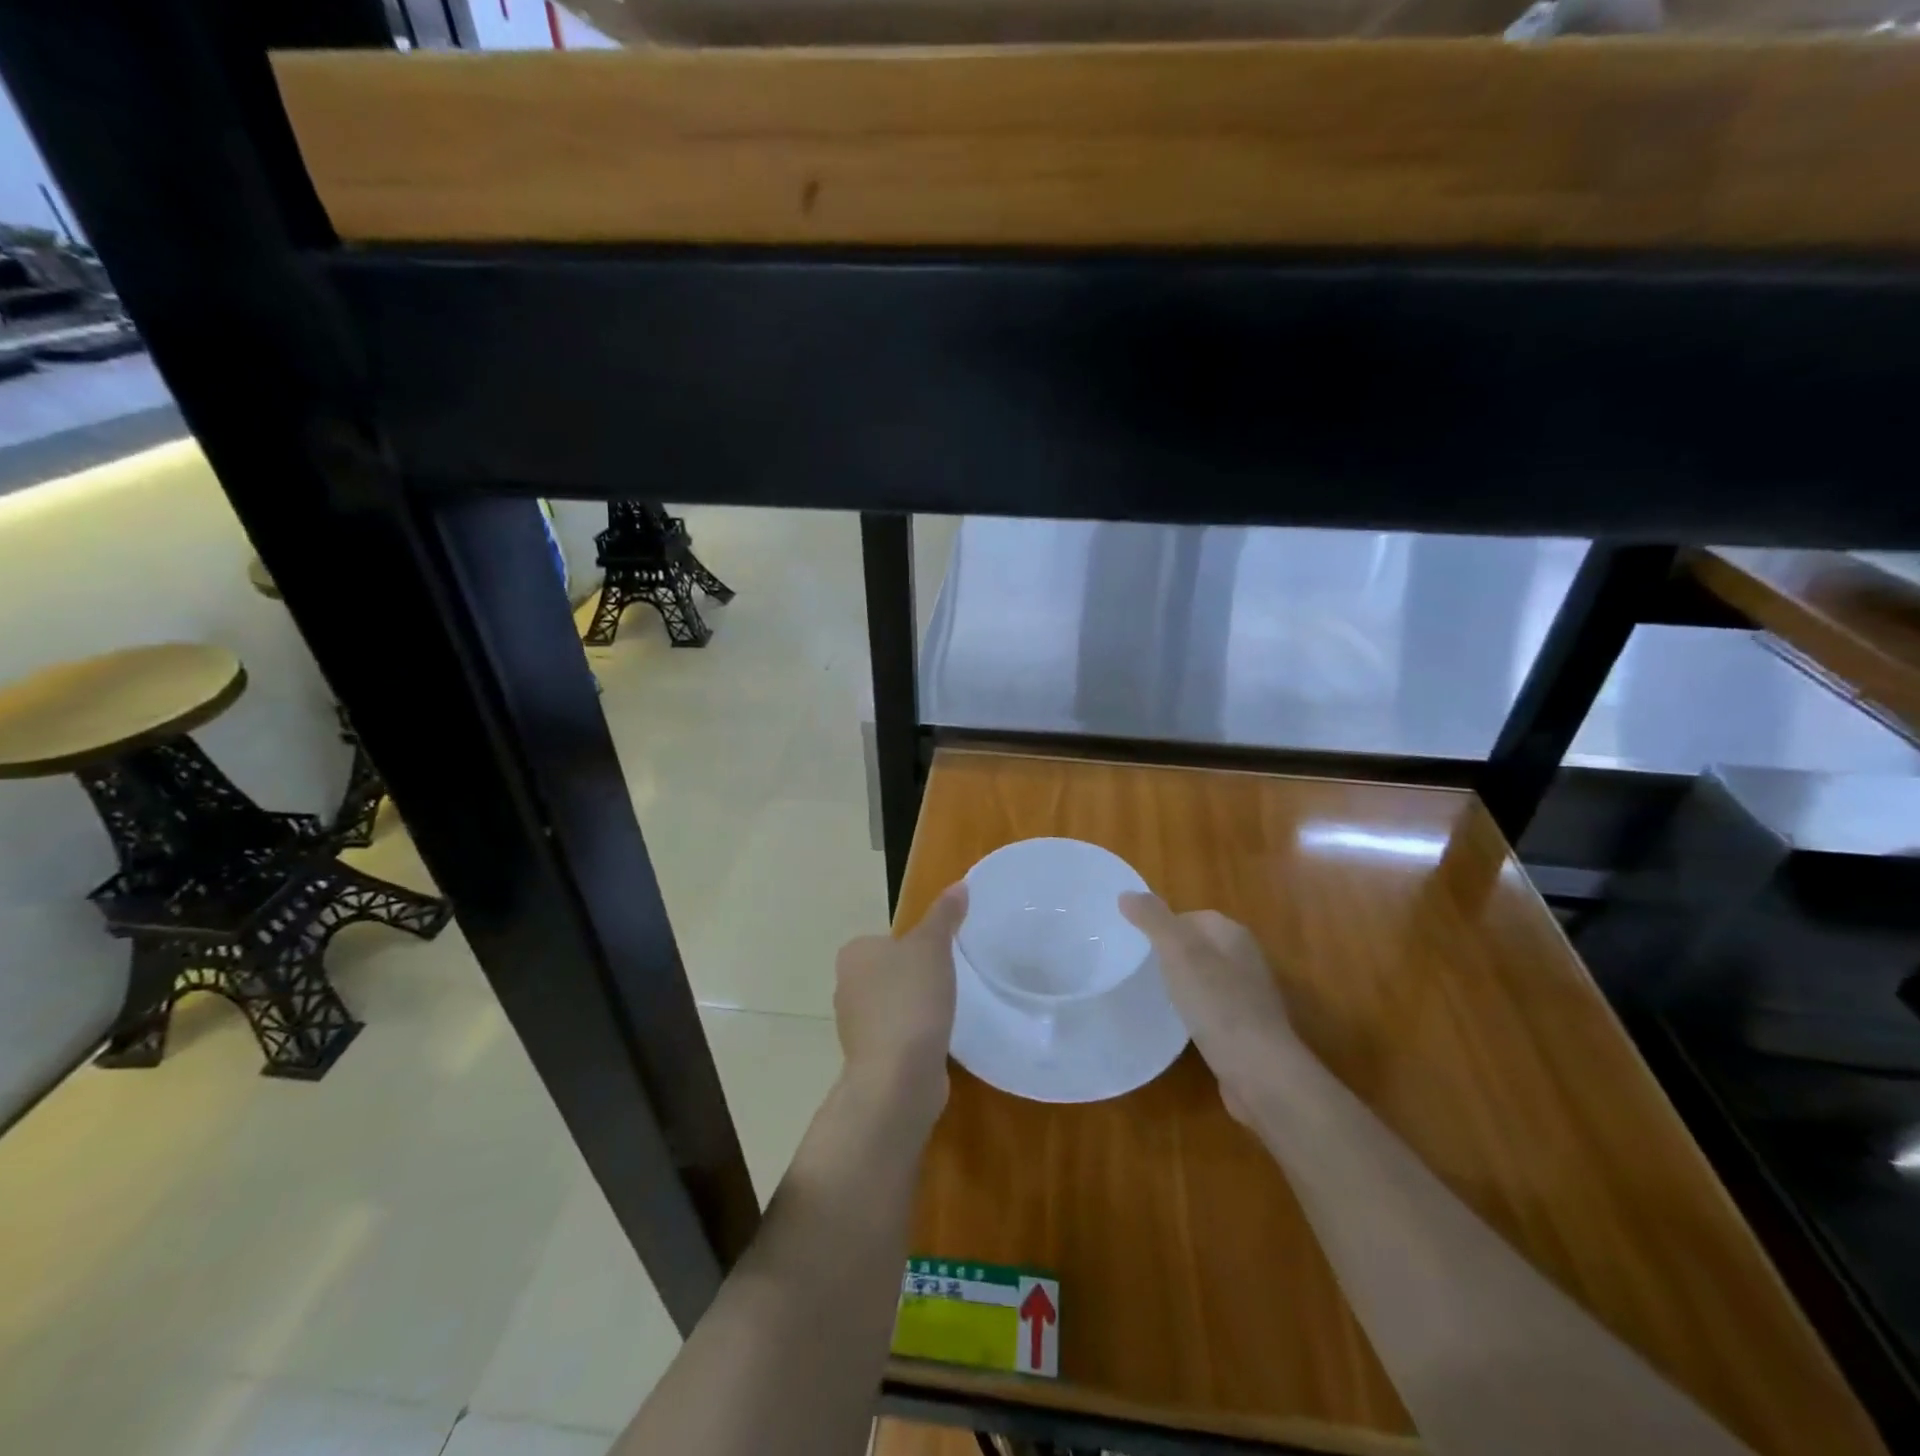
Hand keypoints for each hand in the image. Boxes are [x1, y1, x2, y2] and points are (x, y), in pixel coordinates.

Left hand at [833, 884, 966, 1129]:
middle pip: (887, 973)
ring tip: (946, 1011)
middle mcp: (846, 987)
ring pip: (891, 1007)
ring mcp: (856, 1027)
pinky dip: (915, 1037)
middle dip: (913, 978)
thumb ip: (944, 915)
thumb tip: (959, 884)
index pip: (886, 940)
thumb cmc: (911, 999)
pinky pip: (897, 1037)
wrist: (898, 1077)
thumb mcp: (932, 946)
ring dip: (914, 1010)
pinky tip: (938, 1041)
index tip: (941, 956)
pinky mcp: (871, 1059)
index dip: (914, 945)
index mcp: (854, 954)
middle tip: (948, 981)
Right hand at [1120, 893, 1297, 1123]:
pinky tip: (1180, 1026)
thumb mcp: (1178, 952)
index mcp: (1233, 934)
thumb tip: (1126, 894)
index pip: (1190, 916)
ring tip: (1154, 997)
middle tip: (1140, 970)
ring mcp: (1249, 995)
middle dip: (1170, 955)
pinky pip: (1212, 1008)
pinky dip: (1195, 1012)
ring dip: (1182, 985)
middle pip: (1198, 946)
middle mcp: (1246, 958)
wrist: (1259, 1070)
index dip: (1162, 927)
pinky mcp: (1247, 1028)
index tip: (1136, 945)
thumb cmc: (1217, 1003)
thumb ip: (1153, 919)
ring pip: (1205, 978)